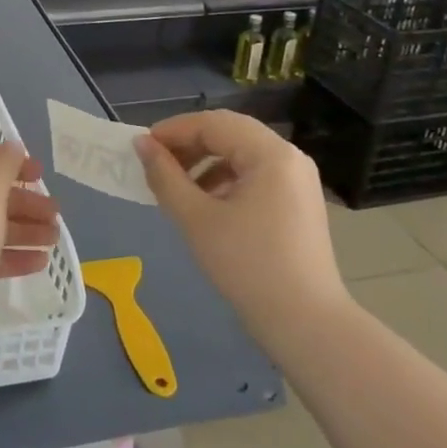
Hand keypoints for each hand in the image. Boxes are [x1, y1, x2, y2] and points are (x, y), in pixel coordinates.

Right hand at [134, 110, 345, 339]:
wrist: (305, 324)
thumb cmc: (248, 266)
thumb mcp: (196, 219)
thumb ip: (165, 176)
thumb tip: (141, 144)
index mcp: (270, 153)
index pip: (213, 123)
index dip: (173, 130)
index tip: (141, 148)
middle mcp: (289, 156)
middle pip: (230, 133)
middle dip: (189, 144)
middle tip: (155, 163)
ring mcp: (297, 179)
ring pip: (242, 153)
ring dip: (205, 161)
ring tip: (176, 185)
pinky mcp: (297, 201)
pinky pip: (255, 174)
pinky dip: (225, 179)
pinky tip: (205, 203)